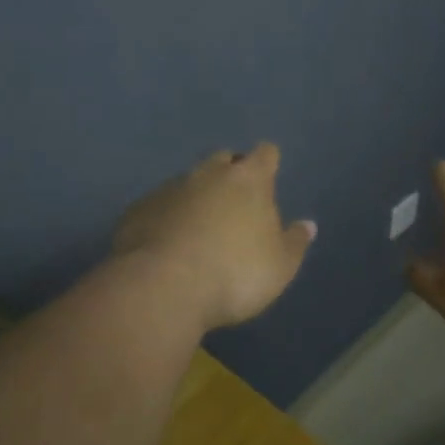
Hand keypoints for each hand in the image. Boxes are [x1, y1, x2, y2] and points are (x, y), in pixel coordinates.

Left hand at [113, 144, 316, 331]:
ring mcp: (168, 190)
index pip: (264, 154)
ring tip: (199, 227)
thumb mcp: (280, 267)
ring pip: (188, 183)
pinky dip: (166, 217)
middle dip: (230, 173)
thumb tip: (307, 225)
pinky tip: (167, 242)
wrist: (162, 289)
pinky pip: (158, 206)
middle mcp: (208, 174)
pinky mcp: (137, 210)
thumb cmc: (235, 274)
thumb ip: (294, 243)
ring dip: (196, 197)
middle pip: (223, 161)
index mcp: (249, 180)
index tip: (269, 175)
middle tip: (235, 202)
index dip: (267, 162)